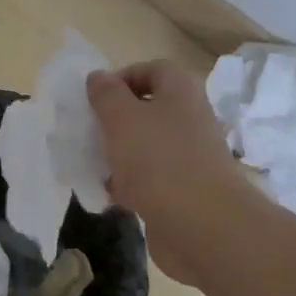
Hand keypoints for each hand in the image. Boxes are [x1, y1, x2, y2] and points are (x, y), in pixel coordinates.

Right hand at [87, 60, 254, 287]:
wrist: (203, 226)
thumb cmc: (159, 160)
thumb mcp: (121, 118)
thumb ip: (106, 94)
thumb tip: (99, 77)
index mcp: (181, 92)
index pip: (152, 69)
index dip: (122, 77)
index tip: (96, 99)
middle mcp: (190, 119)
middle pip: (149, 109)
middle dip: (116, 119)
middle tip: (91, 132)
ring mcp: (190, 157)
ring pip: (147, 146)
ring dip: (120, 153)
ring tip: (95, 164)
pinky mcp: (185, 191)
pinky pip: (152, 179)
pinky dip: (131, 184)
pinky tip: (111, 195)